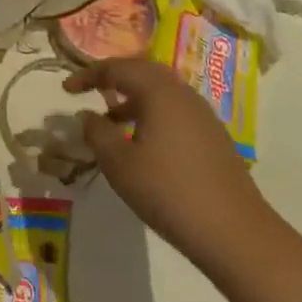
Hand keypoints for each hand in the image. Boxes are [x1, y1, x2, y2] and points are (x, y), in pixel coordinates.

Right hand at [66, 56, 301, 301]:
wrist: (234, 232)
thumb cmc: (168, 191)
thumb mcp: (119, 164)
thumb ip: (97, 133)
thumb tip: (88, 114)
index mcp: (159, 91)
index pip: (118, 68)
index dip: (88, 75)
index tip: (67, 89)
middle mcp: (182, 93)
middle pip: (142, 72)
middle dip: (113, 79)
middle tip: (90, 91)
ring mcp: (202, 114)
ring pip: (160, 92)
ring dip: (132, 99)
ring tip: (111, 122)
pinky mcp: (213, 136)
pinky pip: (174, 110)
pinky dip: (151, 114)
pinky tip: (142, 143)